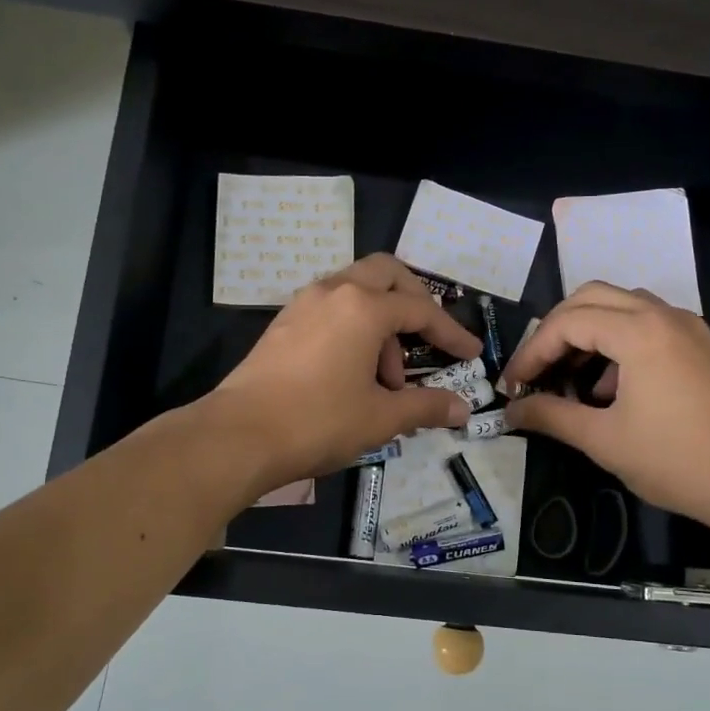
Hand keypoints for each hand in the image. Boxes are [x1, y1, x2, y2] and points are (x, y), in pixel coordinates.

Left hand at [212, 254, 484, 489]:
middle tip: (428, 340)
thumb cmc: (318, 421)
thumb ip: (425, 406)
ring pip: (355, 291)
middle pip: (386, 274)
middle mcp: (333, 291)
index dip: (451, 332)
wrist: (238, 436)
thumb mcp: (380, 417)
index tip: (471, 354)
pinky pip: (331, 308)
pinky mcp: (283, 323)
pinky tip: (352, 373)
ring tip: (386, 380)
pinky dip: (353, 328)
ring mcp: (303, 304)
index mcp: (364, 307)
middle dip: (415, 302)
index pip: (421, 309)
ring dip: (381, 322)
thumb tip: (462, 409)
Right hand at [501, 283, 709, 532]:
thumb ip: (551, 416)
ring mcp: (688, 327)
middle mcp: (664, 315)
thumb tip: (510, 412)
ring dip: (588, 332)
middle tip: (536, 369)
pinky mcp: (701, 346)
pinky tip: (610, 388)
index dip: (532, 352)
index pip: (567, 322)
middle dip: (555, 330)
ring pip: (622, 306)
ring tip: (569, 377)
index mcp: (639, 331)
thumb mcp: (603, 440)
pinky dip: (618, 342)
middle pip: (592, 297)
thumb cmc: (675, 460)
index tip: (512, 386)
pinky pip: (647, 325)